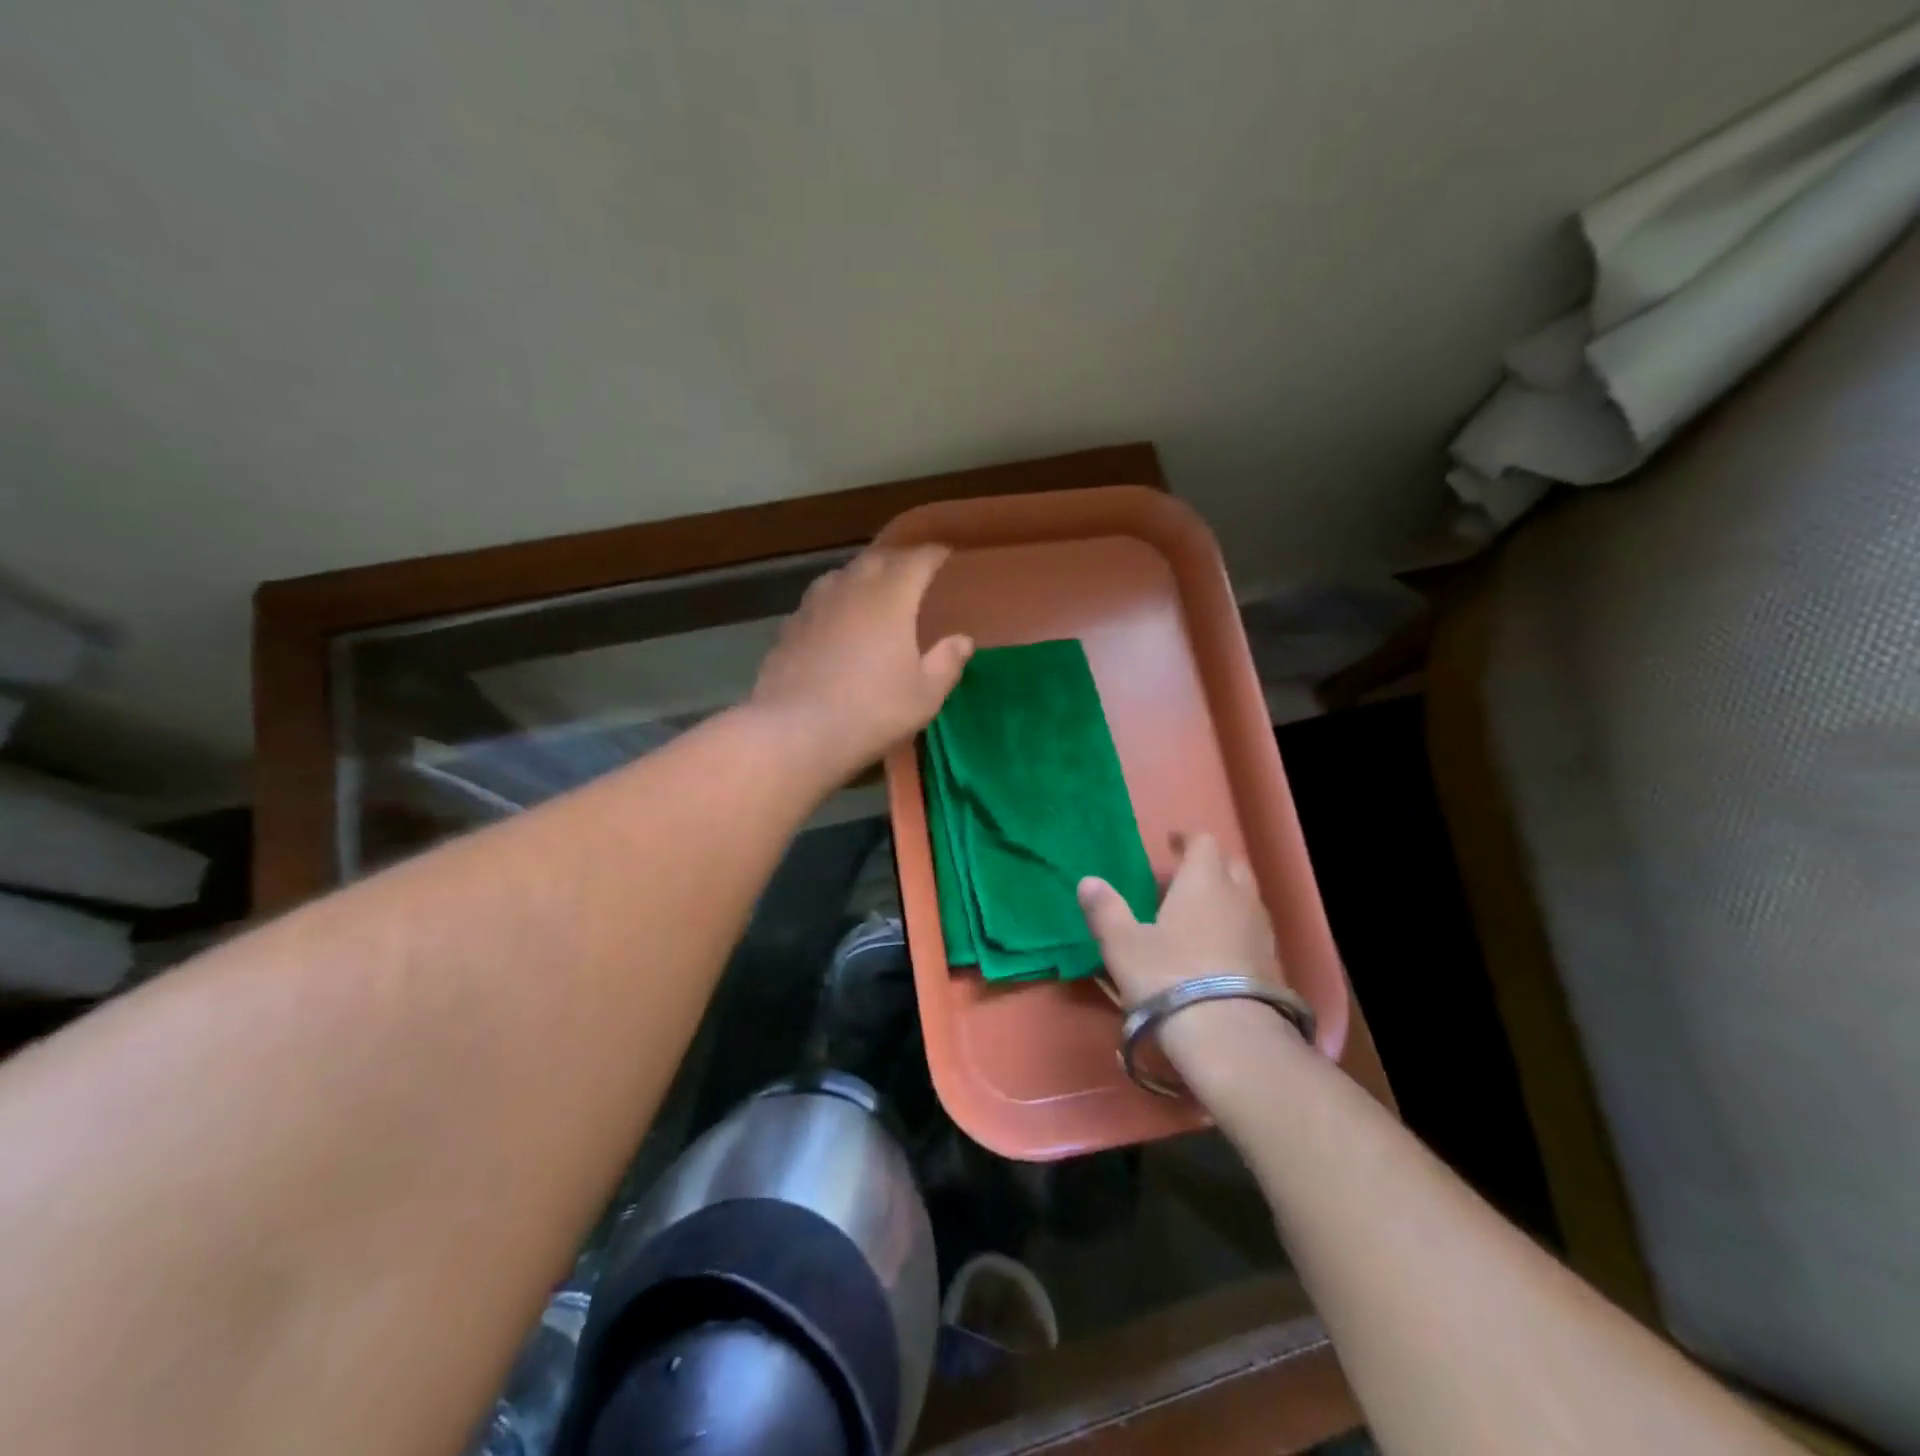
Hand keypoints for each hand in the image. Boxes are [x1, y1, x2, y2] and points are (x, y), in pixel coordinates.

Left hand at [749, 545, 972, 783]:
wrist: (796, 731)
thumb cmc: (872, 711)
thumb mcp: (924, 695)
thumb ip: (947, 662)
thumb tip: (962, 640)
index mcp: (891, 597)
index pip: (918, 559)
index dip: (935, 554)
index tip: (946, 556)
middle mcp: (851, 588)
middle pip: (877, 559)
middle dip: (899, 561)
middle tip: (913, 573)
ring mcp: (815, 605)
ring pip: (842, 576)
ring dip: (862, 577)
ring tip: (872, 592)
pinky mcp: (789, 627)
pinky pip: (819, 602)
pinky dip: (835, 603)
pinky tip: (835, 623)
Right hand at [1077, 833, 1282, 1005]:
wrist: (1231, 1038)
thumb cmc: (1169, 977)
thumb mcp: (1124, 945)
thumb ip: (1106, 910)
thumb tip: (1088, 881)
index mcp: (1204, 881)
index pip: (1204, 842)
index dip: (1187, 840)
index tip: (1172, 843)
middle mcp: (1239, 897)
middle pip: (1232, 866)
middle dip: (1211, 865)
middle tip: (1185, 877)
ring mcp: (1262, 932)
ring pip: (1246, 899)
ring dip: (1226, 898)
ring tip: (1199, 915)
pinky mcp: (1273, 965)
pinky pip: (1253, 931)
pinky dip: (1236, 930)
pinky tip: (1217, 952)